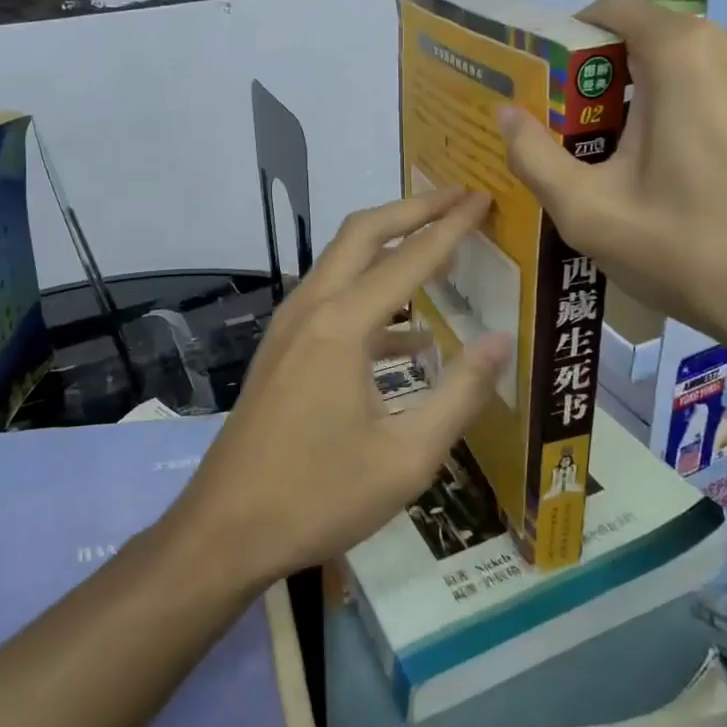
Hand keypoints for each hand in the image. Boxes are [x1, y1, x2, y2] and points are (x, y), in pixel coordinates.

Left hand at [171, 186, 509, 588]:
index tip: (482, 197)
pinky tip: (408, 335)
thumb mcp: (407, 457)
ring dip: (389, 247)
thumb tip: (503, 341)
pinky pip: (331, 301)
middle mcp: (311, 309)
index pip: (410, 259)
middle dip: (412, 210)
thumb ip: (460, 394)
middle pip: (363, 234)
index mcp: (342, 326)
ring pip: (342, 262)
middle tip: (458, 198)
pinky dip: (372, 297)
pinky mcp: (281, 350)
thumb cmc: (318, 496)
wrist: (224, 530)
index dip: (451, 225)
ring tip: (439, 249)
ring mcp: (289, 327)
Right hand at [498, 0, 726, 373]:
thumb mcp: (589, 211)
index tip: (542, 89)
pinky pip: (721, 88)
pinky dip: (686, 112)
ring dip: (644, 99)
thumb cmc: (692, 252)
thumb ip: (533, 155)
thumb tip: (504, 114)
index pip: (609, 11)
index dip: (567, 43)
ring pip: (685, 66)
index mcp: (683, 51)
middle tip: (571, 137)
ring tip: (618, 161)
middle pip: (646, 40)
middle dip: (602, 80)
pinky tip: (674, 173)